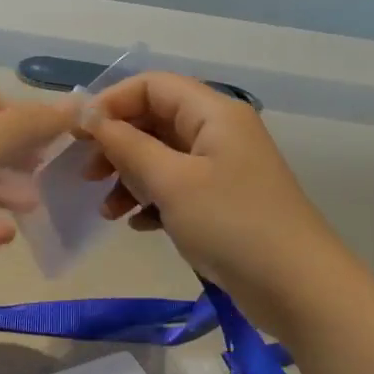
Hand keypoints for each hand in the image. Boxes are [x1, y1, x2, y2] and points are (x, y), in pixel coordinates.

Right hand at [84, 72, 349, 329]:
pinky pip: (177, 188)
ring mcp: (222, 169)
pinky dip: (152, 201)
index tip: (77, 135)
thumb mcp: (172, 181)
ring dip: (130, 178)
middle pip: (155, 120)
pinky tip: (138, 225)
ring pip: (162, 158)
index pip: (152, 86)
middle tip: (87, 176)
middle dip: (117, 145)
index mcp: (213, 113)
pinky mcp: (222, 202)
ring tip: (107, 212)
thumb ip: (127, 145)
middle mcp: (219, 132)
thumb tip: (89, 115)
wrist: (296, 287)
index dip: (111, 103)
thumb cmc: (231, 224)